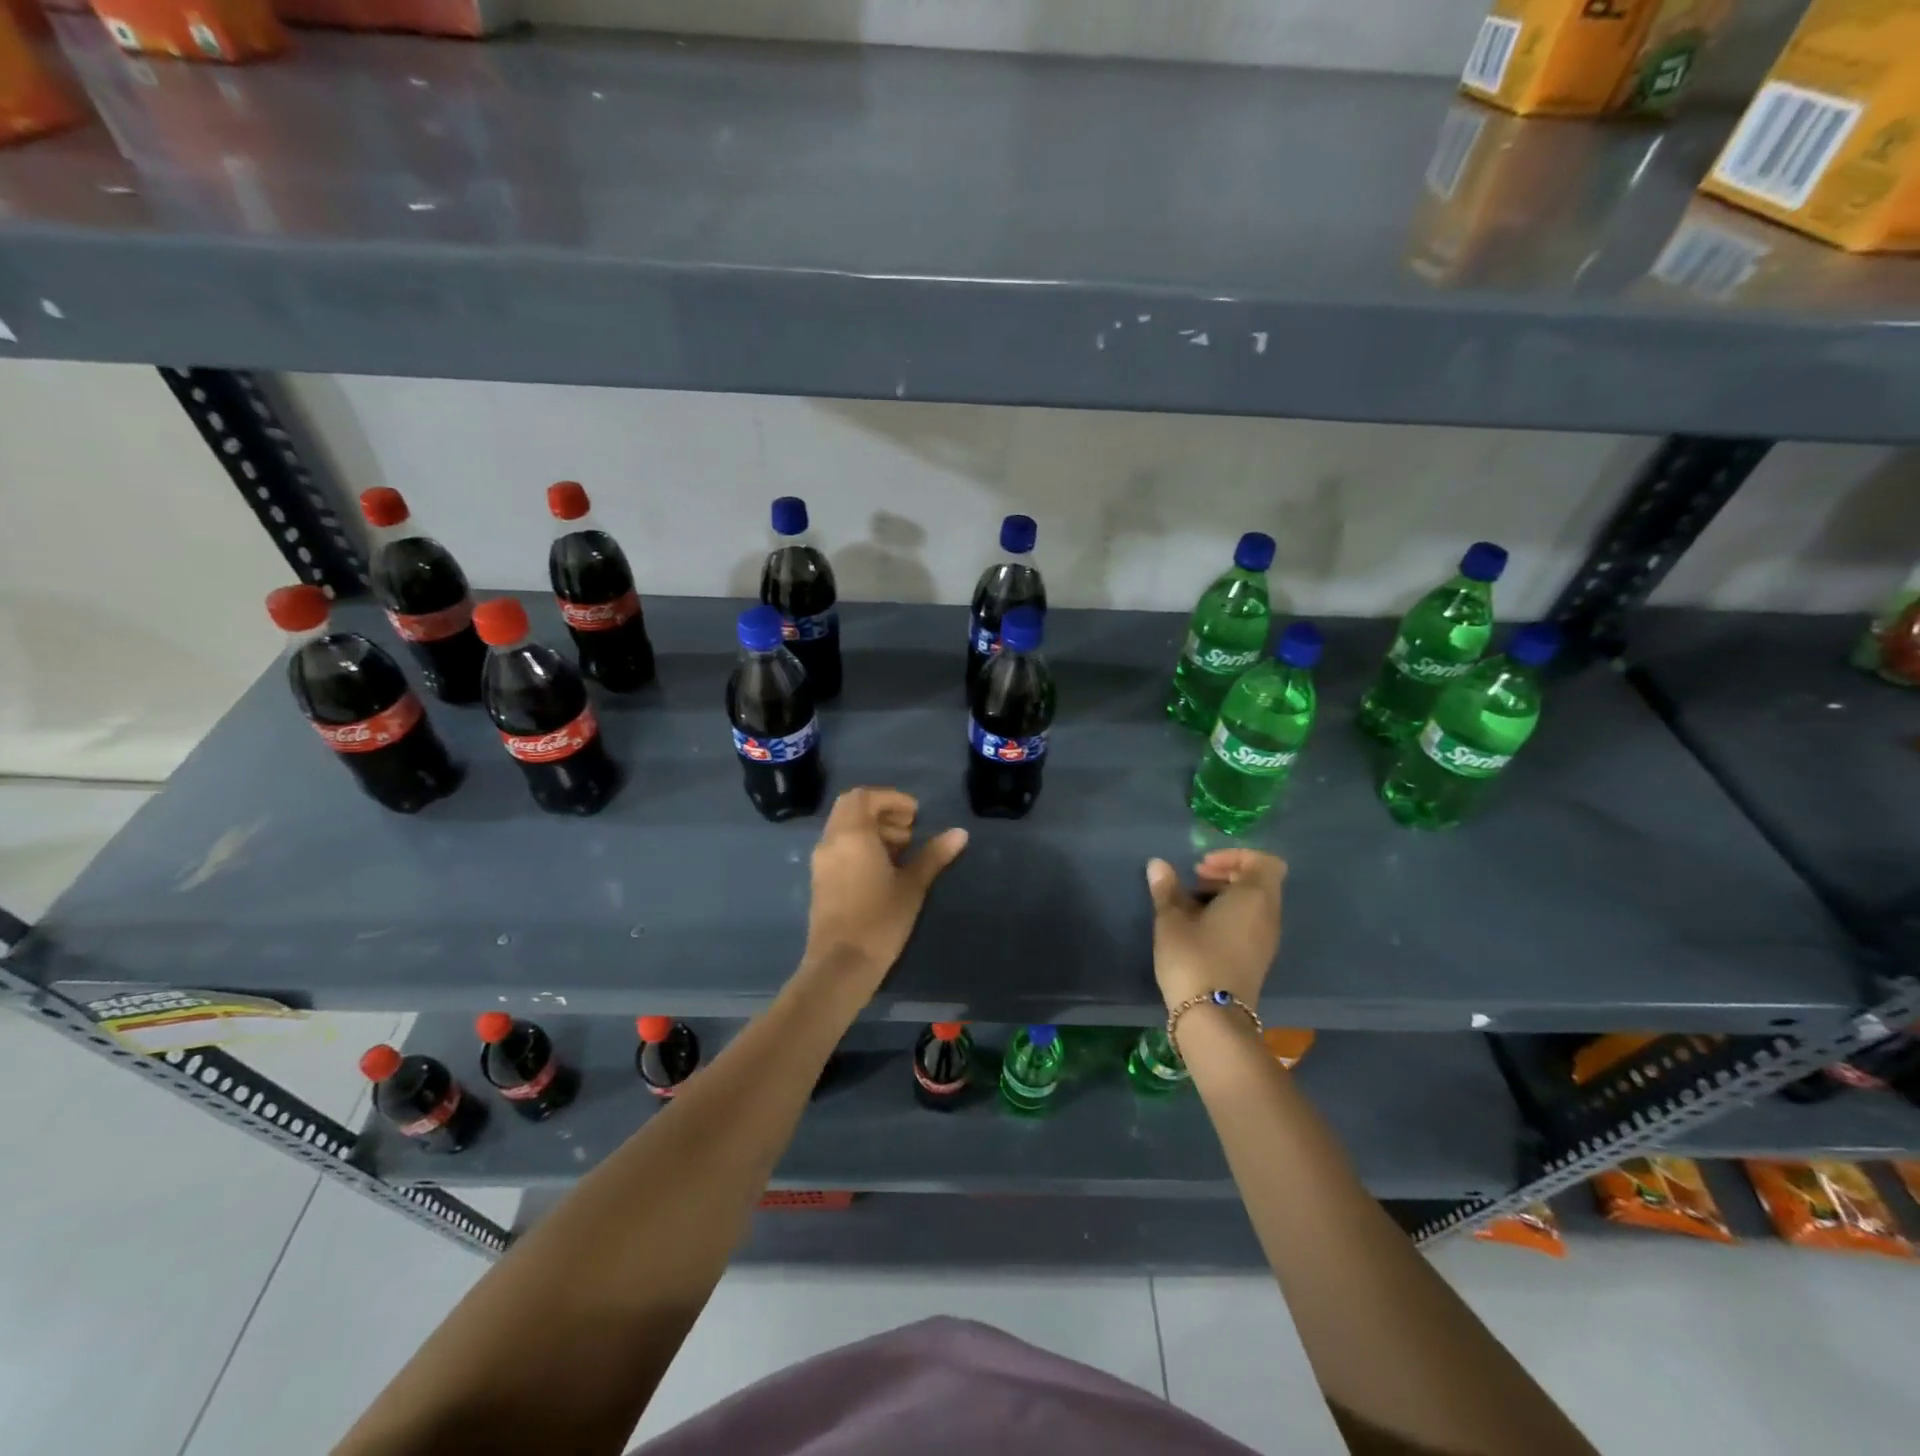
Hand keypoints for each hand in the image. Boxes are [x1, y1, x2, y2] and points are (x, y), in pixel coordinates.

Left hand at [802, 788, 967, 1000]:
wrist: (840, 965)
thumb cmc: (879, 920)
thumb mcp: (912, 886)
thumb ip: (934, 855)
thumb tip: (960, 833)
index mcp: (852, 834)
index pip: (864, 796)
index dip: (891, 799)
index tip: (915, 814)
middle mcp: (831, 841)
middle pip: (851, 807)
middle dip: (881, 811)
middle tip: (909, 830)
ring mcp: (821, 861)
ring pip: (844, 827)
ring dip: (872, 828)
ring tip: (901, 851)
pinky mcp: (820, 880)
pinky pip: (839, 847)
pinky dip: (860, 845)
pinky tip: (883, 869)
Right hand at [1145, 849, 1285, 1012]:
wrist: (1212, 1017)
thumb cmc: (1193, 957)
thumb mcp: (1172, 919)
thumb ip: (1167, 888)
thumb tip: (1158, 864)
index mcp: (1255, 897)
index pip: (1263, 861)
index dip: (1233, 856)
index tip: (1201, 866)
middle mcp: (1269, 915)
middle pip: (1258, 881)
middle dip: (1226, 874)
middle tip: (1193, 881)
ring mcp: (1267, 940)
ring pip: (1253, 903)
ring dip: (1225, 896)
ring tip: (1190, 905)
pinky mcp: (1258, 959)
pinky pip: (1250, 923)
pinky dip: (1229, 916)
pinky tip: (1199, 929)